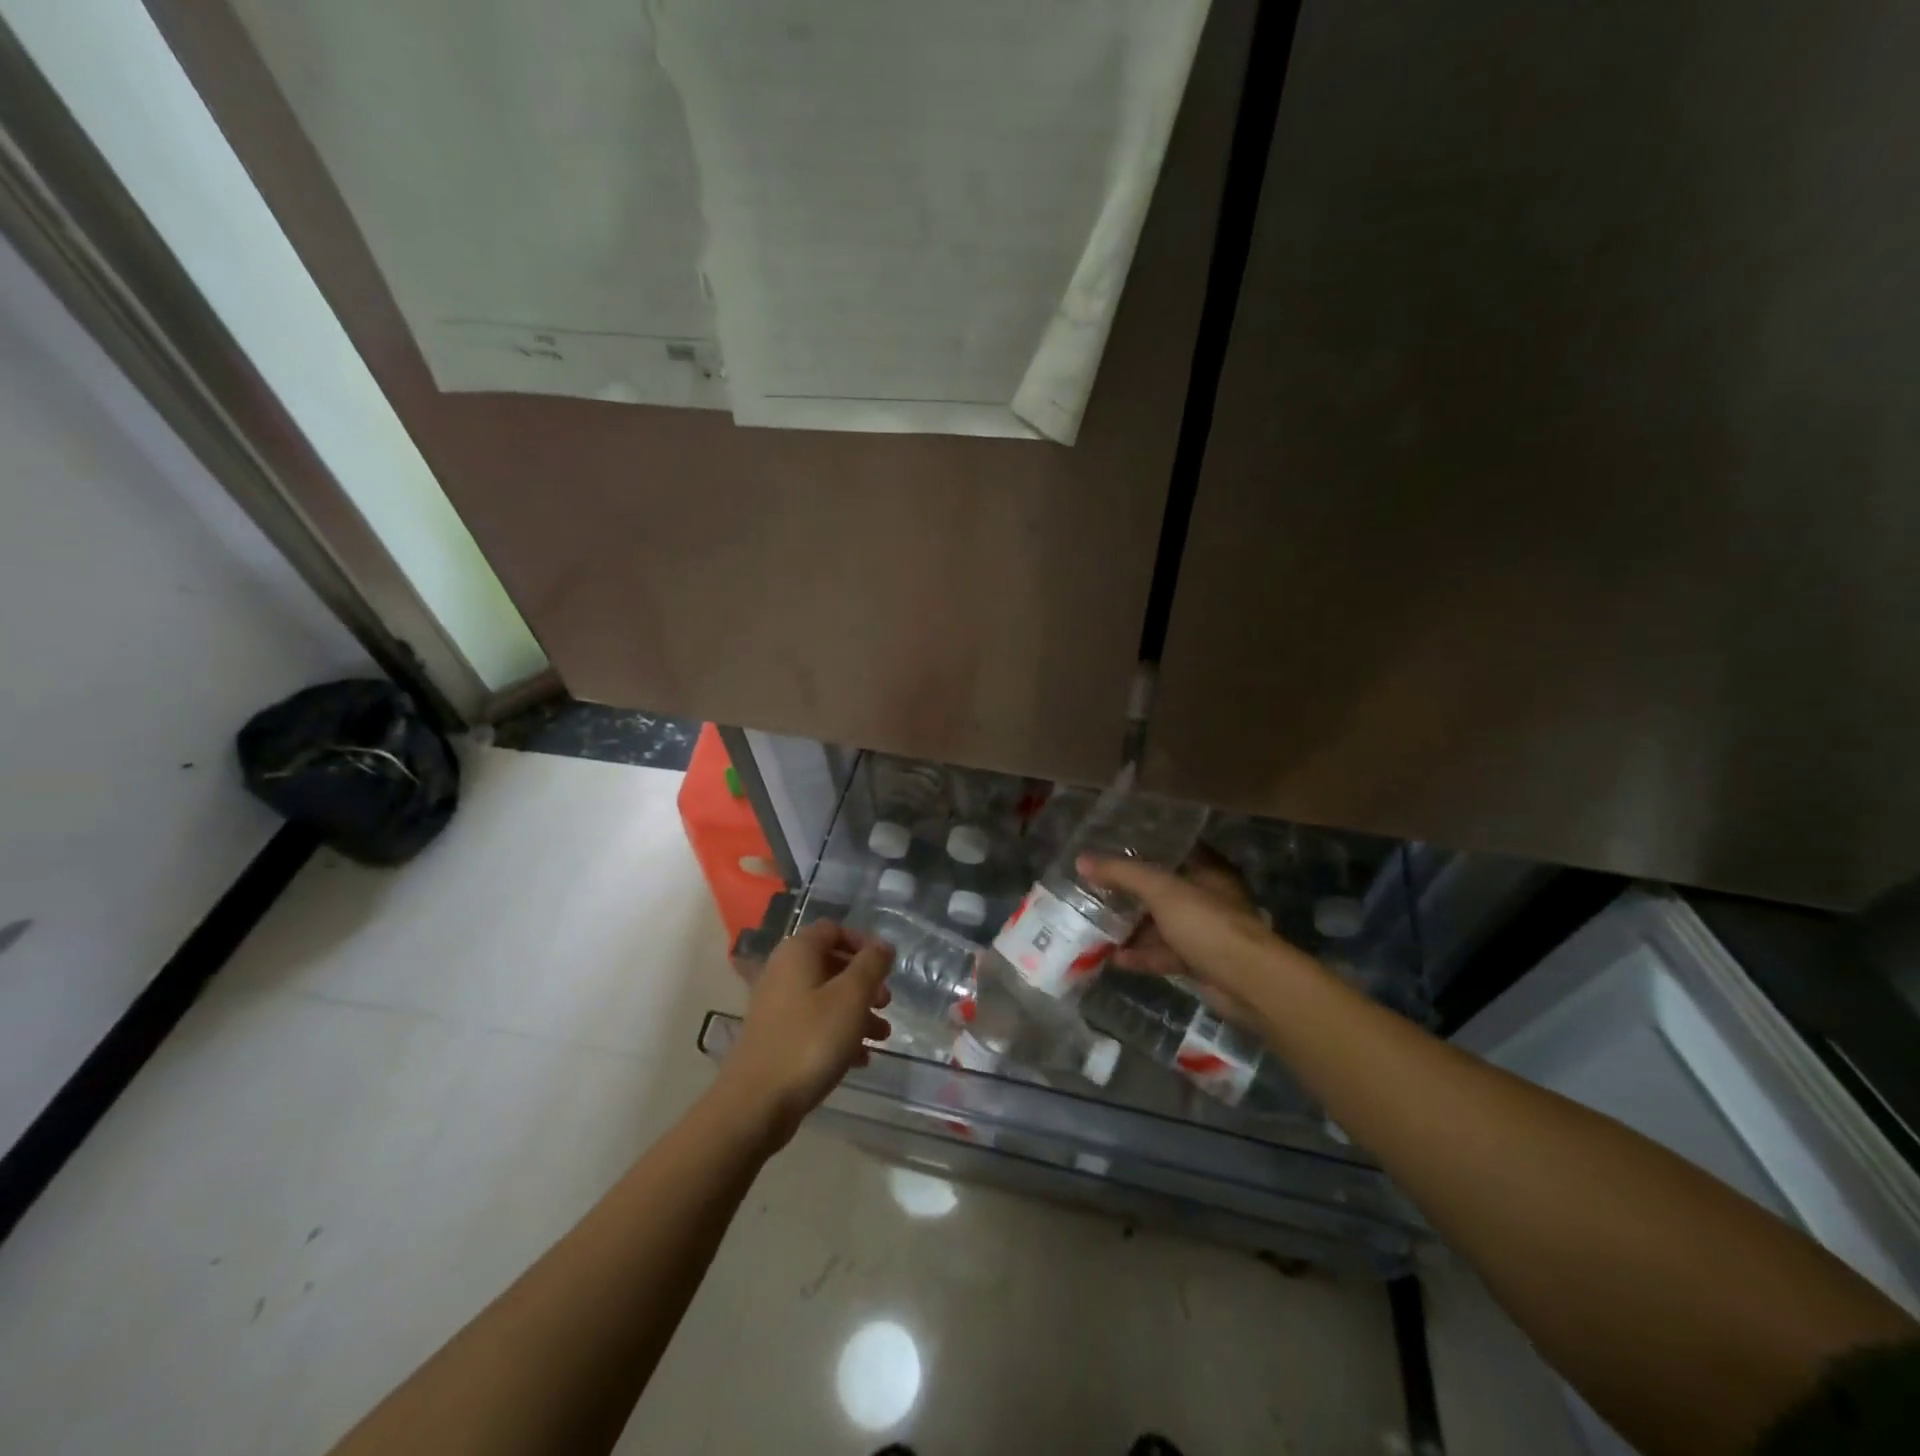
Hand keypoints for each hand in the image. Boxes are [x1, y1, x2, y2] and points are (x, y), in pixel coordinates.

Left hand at [716, 920, 892, 1148]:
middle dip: (864, 982)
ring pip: (825, 997)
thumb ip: (871, 965)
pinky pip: (814, 1024)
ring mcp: (776, 1006)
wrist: (756, 1103)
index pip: (834, 929)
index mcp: (798, 952)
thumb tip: (882, 945)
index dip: (863, 942)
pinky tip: (860, 1059)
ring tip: (882, 1036)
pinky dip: (838, 1034)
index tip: (886, 967)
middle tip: (886, 1003)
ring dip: (856, 1011)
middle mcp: (783, 972)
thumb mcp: (851, 997)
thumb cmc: (810, 1040)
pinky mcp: (776, 1038)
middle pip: (831, 964)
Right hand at [1079, 850, 1290, 1021]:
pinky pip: (1164, 953)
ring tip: (1095, 925)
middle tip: (1093, 890)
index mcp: (1207, 870)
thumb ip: (1122, 874)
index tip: (1108, 849)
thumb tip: (1082, 860)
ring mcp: (1204, 931)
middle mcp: (1207, 897)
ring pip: (1160, 924)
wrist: (1248, 983)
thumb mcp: (1161, 891)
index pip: (1171, 850)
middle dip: (1128, 892)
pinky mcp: (1199, 961)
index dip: (1141, 848)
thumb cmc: (1208, 924)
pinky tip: (1114, 958)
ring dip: (1132, 927)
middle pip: (1161, 889)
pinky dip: (1142, 955)